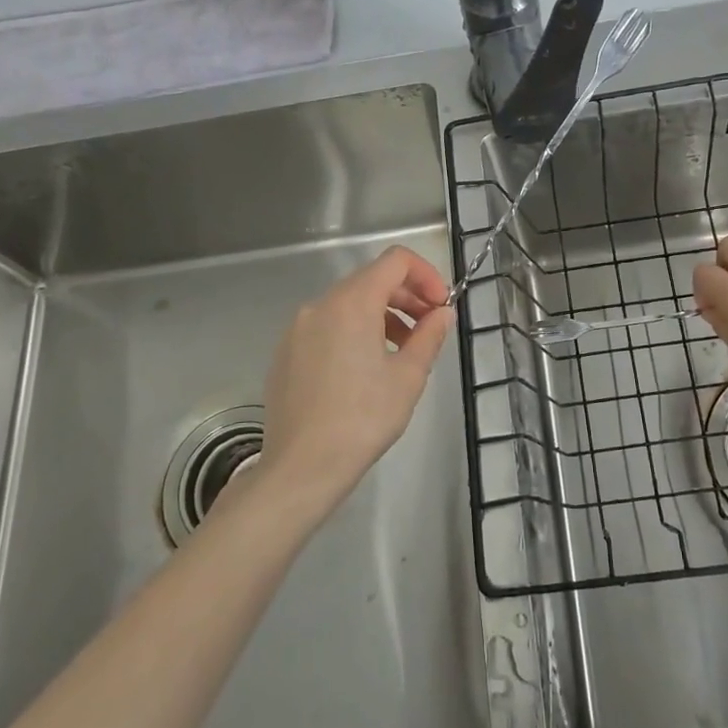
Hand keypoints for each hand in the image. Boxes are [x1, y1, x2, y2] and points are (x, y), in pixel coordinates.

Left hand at [253, 245, 453, 527]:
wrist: (301, 467)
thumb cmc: (362, 419)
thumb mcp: (408, 377)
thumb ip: (429, 336)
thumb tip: (441, 313)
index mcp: (351, 303)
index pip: (395, 261)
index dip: (426, 275)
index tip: (441, 306)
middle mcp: (320, 305)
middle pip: (371, 280)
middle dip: (407, 297)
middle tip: (430, 329)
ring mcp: (297, 329)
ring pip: (348, 305)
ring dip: (382, 317)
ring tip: (402, 353)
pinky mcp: (286, 353)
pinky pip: (327, 327)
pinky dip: (354, 333)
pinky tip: (365, 372)